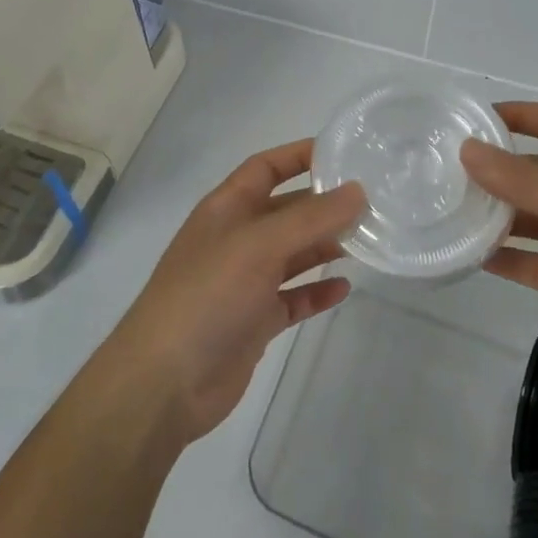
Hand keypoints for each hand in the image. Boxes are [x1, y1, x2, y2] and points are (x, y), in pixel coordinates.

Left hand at [102, 140, 362, 445]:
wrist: (165, 383)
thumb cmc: (208, 295)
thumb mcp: (260, 245)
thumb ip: (311, 218)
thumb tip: (357, 191)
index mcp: (227, 209)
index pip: (266, 167)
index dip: (300, 156)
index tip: (344, 155)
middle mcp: (237, 239)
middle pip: (286, 211)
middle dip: (324, 206)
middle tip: (372, 204)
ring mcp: (245, 282)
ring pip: (293, 254)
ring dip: (325, 247)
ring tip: (367, 241)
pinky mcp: (254, 321)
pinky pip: (293, 298)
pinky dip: (316, 292)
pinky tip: (344, 289)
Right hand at [461, 102, 537, 397]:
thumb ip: (519, 178)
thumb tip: (467, 149)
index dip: (521, 115)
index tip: (476, 119)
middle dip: (499, 170)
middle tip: (449, 174)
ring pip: (533, 218)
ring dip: (498, 216)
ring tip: (452, 215)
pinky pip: (535, 261)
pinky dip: (507, 259)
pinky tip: (472, 259)